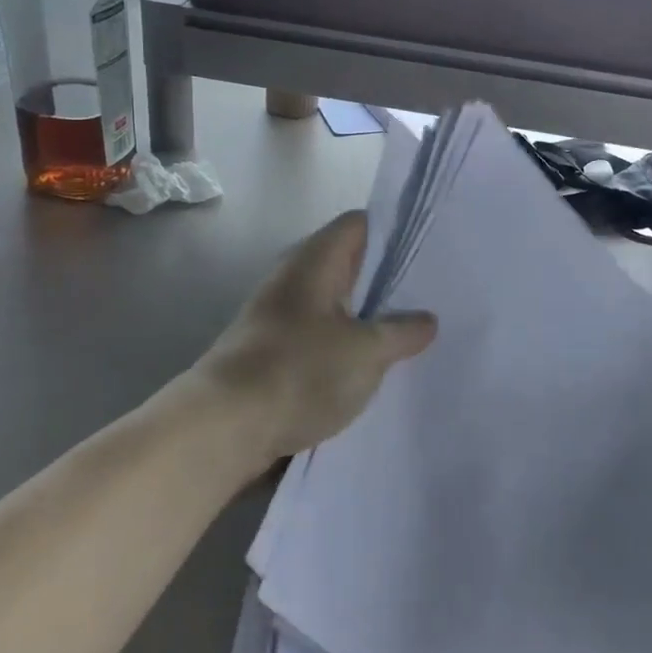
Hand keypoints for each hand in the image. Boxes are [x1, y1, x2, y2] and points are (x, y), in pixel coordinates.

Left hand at [198, 211, 437, 464]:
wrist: (222, 428)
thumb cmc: (299, 371)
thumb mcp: (366, 352)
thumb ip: (402, 332)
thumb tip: (427, 320)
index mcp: (315, 260)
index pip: (360, 224)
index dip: (394, 232)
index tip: (427, 254)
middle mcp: (294, 278)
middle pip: (348, 265)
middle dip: (386, 281)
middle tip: (429, 298)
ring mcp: (279, 315)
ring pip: (335, 304)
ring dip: (366, 318)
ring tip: (408, 335)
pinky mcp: (272, 351)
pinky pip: (319, 336)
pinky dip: (344, 346)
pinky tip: (370, 368)